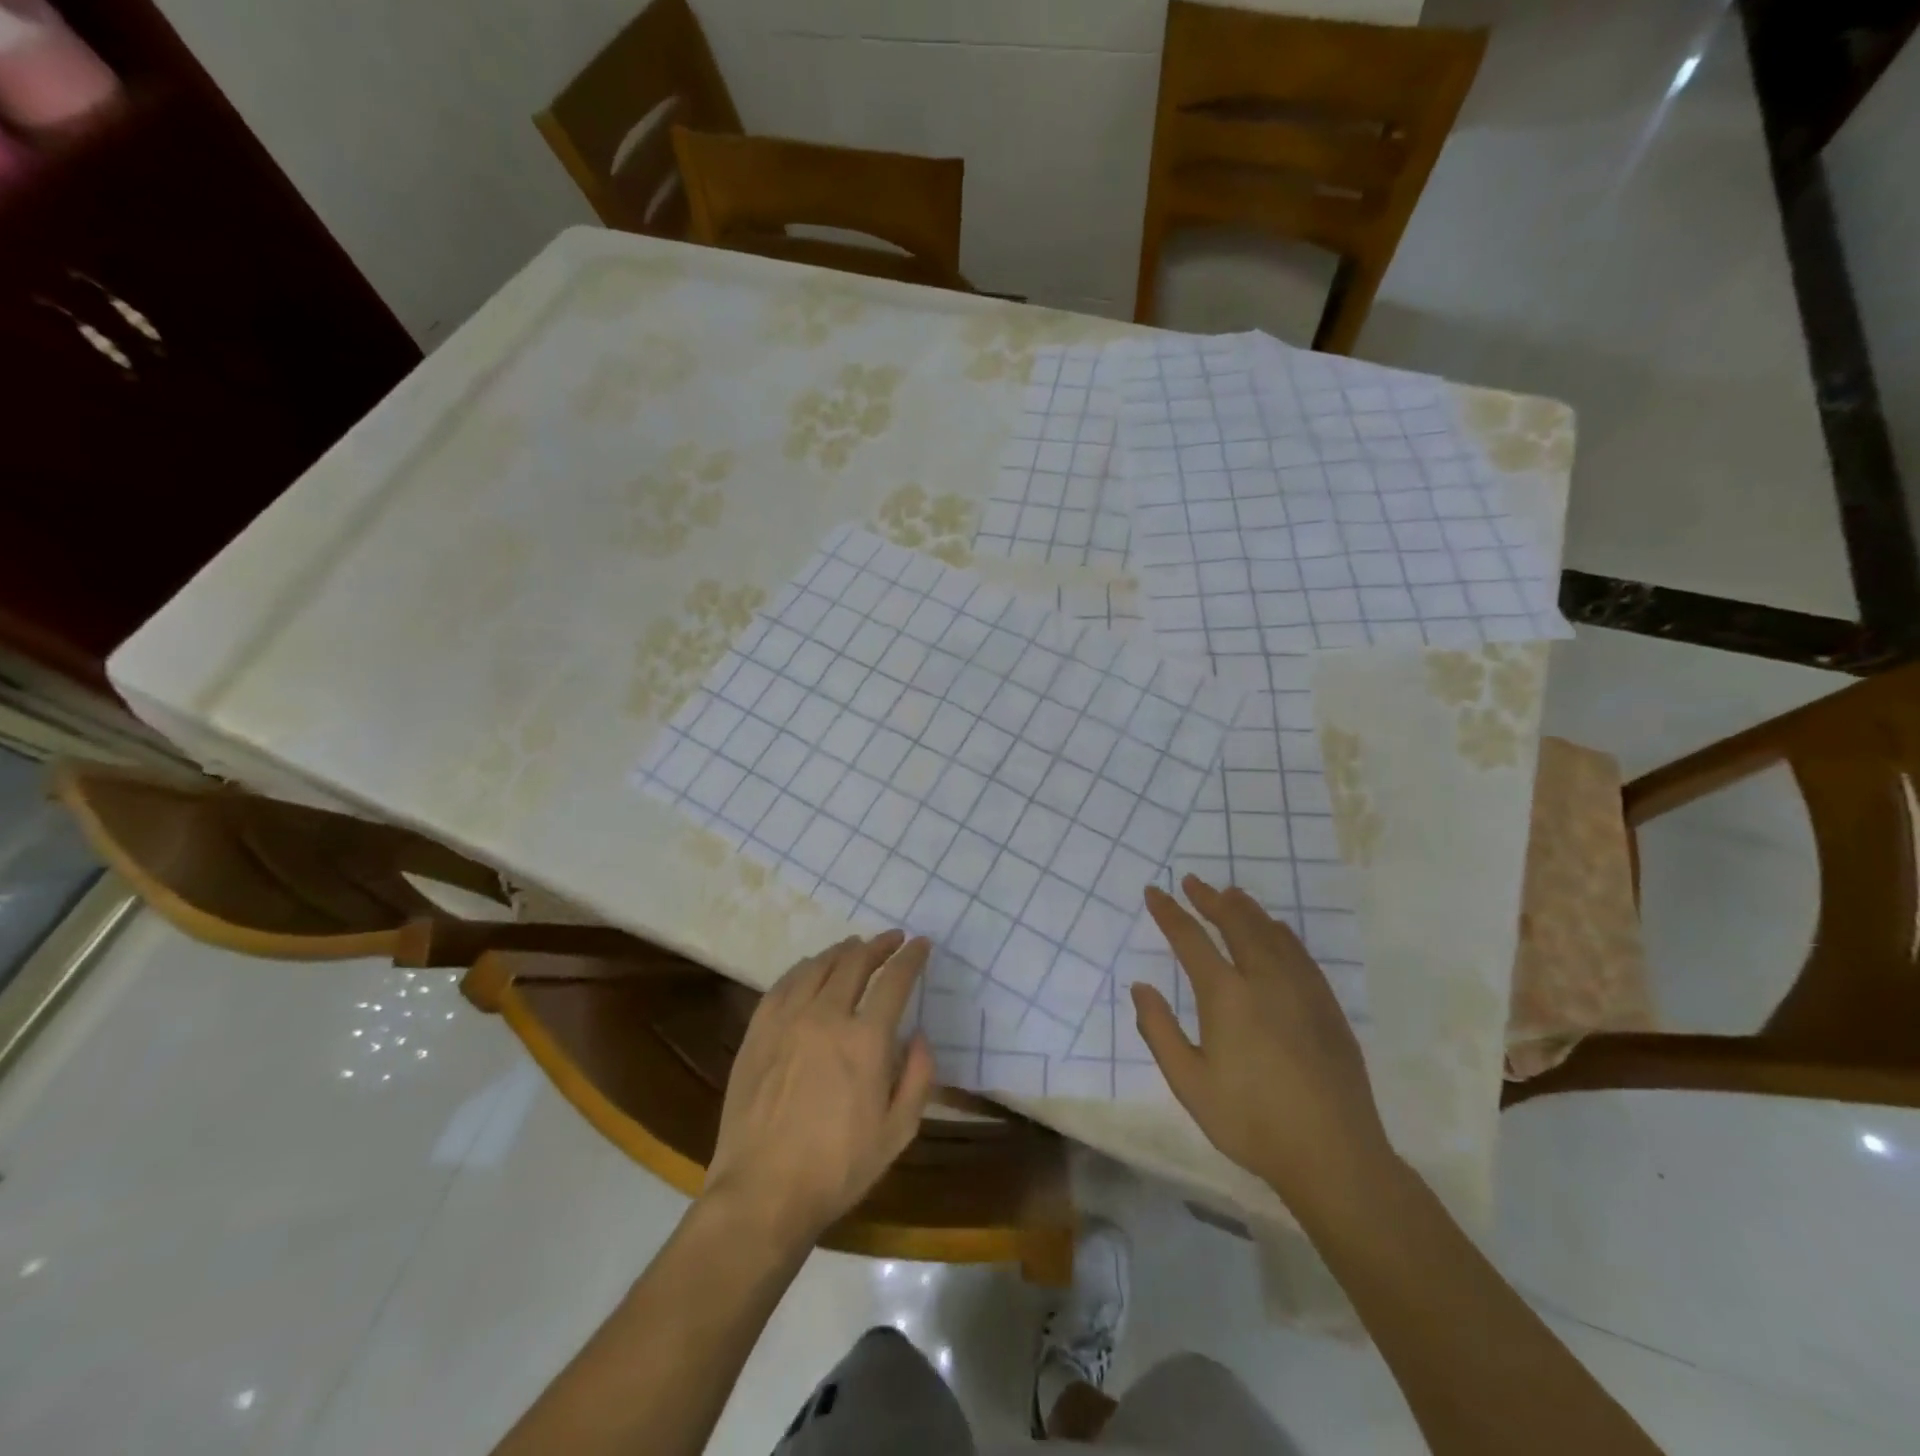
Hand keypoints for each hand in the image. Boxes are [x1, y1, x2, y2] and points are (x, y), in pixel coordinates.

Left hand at [702, 931, 934, 1251]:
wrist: (763, 1192)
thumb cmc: (838, 1168)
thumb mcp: (897, 1132)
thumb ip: (918, 1077)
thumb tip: (918, 1036)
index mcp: (866, 1040)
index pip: (894, 980)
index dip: (910, 957)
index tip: (920, 944)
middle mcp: (827, 1016)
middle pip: (855, 963)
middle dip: (879, 946)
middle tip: (891, 939)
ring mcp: (787, 1021)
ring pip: (818, 967)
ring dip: (842, 951)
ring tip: (854, 946)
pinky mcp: (758, 1032)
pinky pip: (783, 984)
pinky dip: (803, 968)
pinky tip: (810, 968)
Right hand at [1133, 876, 1393, 1213]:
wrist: (1334, 1155)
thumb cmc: (1251, 1121)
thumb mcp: (1190, 1083)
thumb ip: (1160, 1031)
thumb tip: (1140, 987)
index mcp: (1227, 996)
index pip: (1191, 939)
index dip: (1170, 913)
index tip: (1155, 892)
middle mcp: (1265, 979)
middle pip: (1236, 924)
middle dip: (1210, 899)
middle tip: (1193, 881)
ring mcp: (1301, 989)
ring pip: (1271, 932)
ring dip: (1246, 909)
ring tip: (1230, 893)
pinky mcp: (1326, 1005)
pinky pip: (1299, 952)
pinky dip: (1280, 932)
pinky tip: (1276, 930)